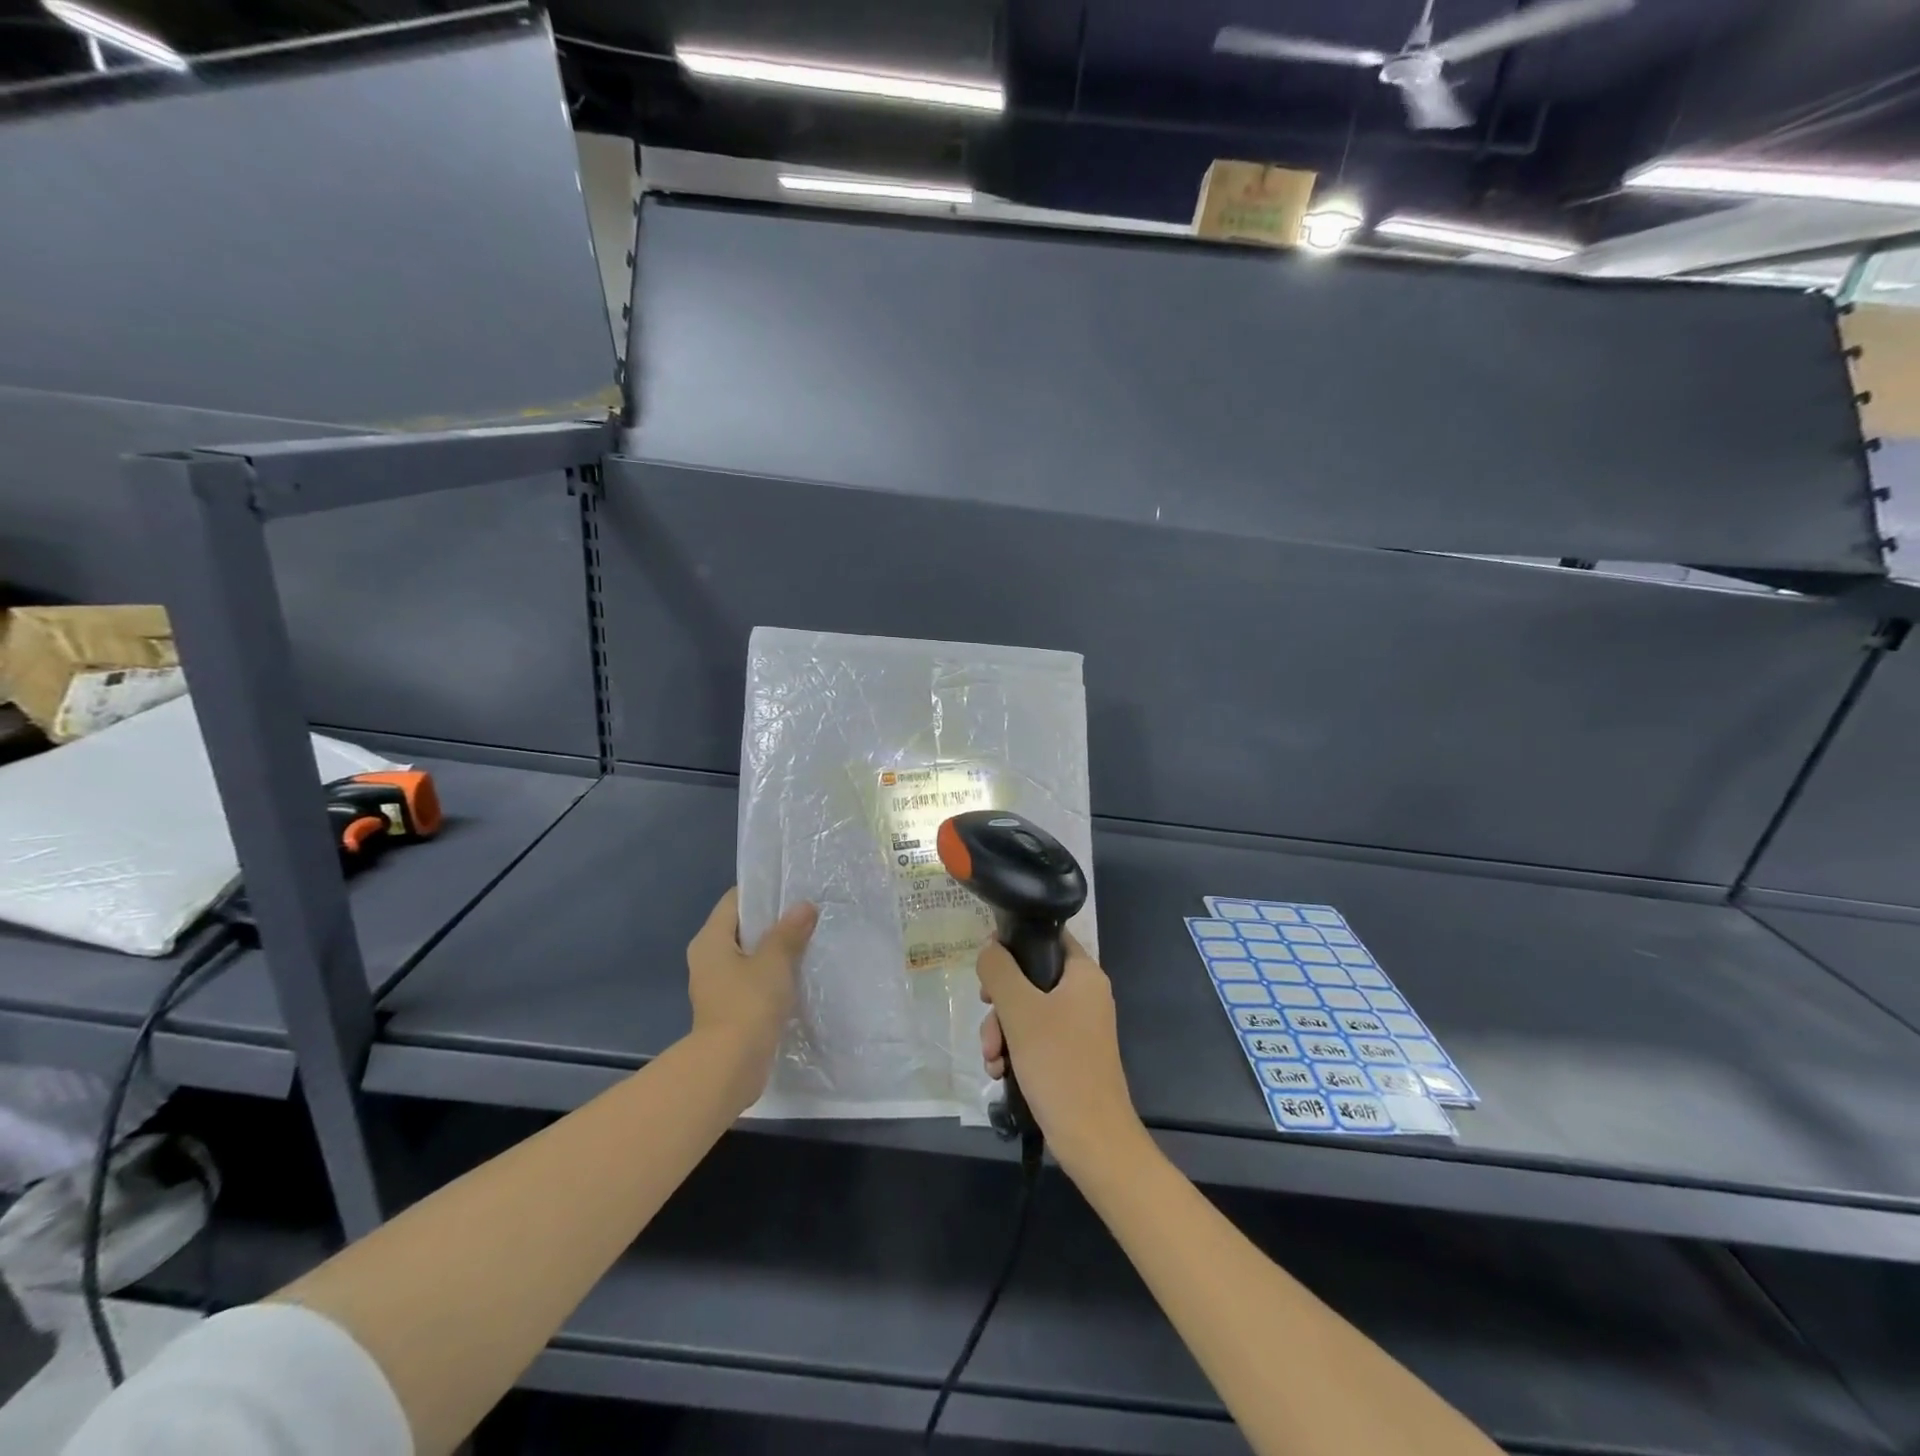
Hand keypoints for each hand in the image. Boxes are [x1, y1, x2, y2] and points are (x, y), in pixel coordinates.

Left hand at [687, 888, 816, 1099]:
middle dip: (773, 922)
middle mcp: (707, 959)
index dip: (762, 891)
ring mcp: (717, 986)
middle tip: (807, 914)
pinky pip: (753, 980)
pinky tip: (798, 975)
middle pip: (742, 928)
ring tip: (808, 942)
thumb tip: (804, 906)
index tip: (793, 890)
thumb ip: (789, 931)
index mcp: (710, 940)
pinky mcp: (729, 1008)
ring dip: (775, 950)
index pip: (734, 900)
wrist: (729, 1067)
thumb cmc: (747, 1004)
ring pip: (749, 956)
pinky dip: (772, 975)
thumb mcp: (774, 961)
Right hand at [977, 932, 1144, 1173]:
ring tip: (992, 1058)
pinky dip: (1014, 1050)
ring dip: (1001, 1031)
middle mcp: (1084, 994)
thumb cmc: (1059, 1064)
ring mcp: (1078, 1026)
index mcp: (1084, 974)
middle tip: (987, 1015)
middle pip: (1030, 977)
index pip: (1048, 937)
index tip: (989, 963)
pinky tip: (1000, 1072)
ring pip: (1026, 1011)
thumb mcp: (1020, 1010)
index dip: (1016, 941)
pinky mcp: (1069, 1054)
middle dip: (1000, 1002)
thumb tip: (990, 948)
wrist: (1091, 1138)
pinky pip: (1033, 1038)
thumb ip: (1000, 971)